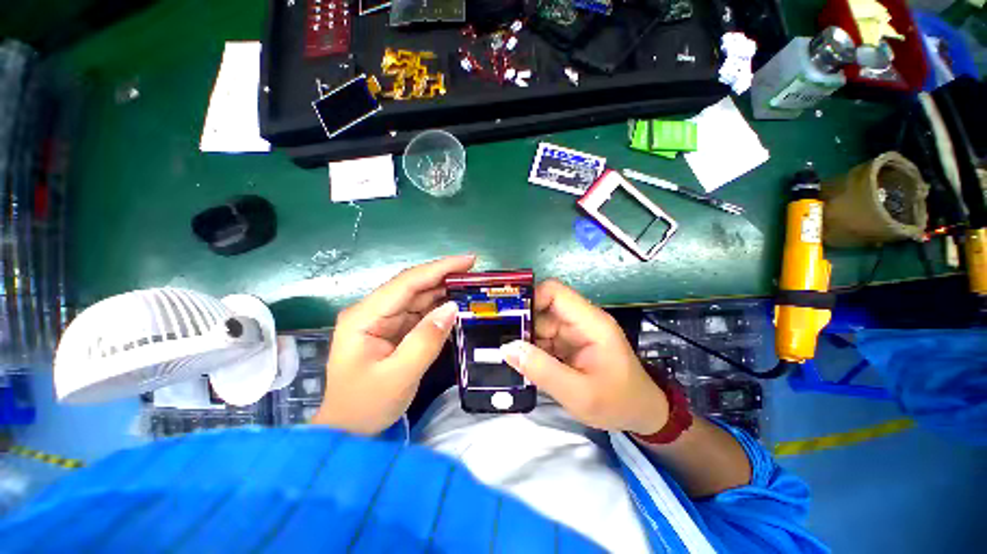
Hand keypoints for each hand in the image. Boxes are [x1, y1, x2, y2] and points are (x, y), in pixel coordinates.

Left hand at [312, 255, 474, 434]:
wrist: (348, 431)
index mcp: (365, 316)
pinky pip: (420, 312)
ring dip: (444, 290)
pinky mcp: (393, 329)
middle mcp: (373, 311)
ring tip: (471, 286)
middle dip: (445, 276)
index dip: (439, 268)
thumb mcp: (399, 376)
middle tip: (476, 273)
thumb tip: (453, 307)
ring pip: (418, 297)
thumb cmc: (366, 405)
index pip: (407, 282)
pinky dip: (439, 307)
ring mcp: (383, 320)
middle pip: (413, 285)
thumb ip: (426, 340)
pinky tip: (456, 305)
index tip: (469, 260)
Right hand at [500, 279, 668, 434]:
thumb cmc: (618, 403)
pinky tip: (520, 362)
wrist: (643, 415)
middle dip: (521, 323)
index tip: (508, 319)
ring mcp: (574, 332)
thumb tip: (507, 348)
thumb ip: (543, 371)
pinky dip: (531, 349)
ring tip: (505, 355)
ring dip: (524, 338)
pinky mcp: (569, 343)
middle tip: (499, 342)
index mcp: (590, 322)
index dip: (530, 299)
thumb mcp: (580, 395)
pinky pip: (543, 338)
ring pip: (539, 324)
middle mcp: (580, 321)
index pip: (555, 292)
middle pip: (543, 308)